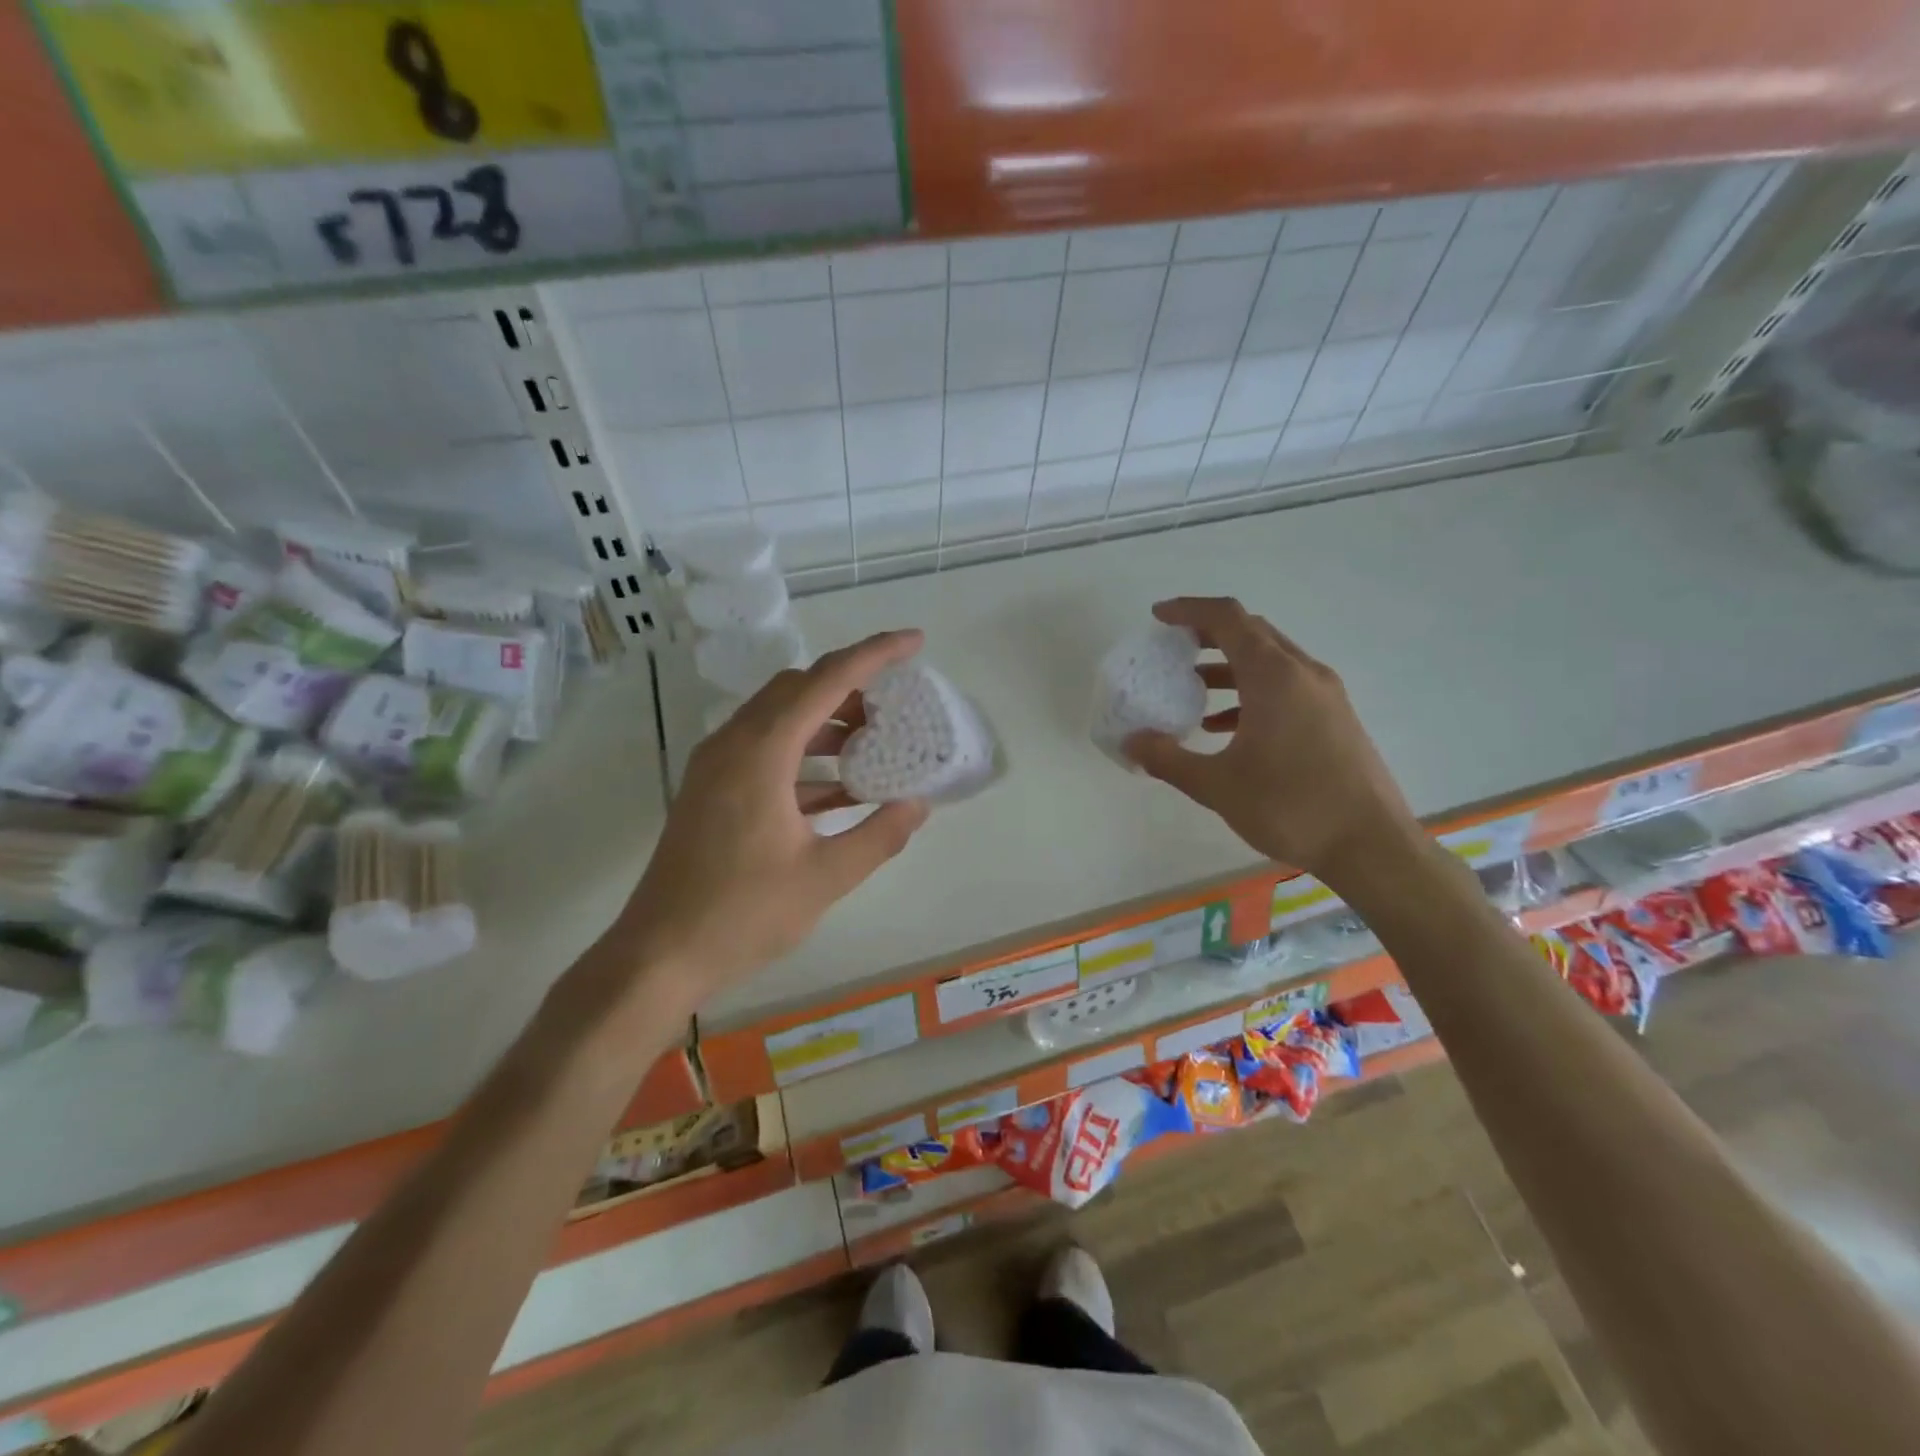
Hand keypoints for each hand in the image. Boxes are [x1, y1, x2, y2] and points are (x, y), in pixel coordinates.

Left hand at [618, 631, 930, 1006]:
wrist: (658, 955)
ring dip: (827, 722)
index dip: (875, 654)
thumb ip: (878, 835)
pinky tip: (840, 789)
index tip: (915, 641)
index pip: (826, 681)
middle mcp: (734, 744)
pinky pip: (766, 750)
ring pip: (780, 718)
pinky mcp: (712, 790)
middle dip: (850, 689)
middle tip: (895, 708)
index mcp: (761, 752)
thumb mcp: (824, 878)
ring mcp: (717, 766)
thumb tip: (918, 804)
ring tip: (874, 746)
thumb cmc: (741, 915)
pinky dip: (805, 755)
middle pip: (798, 689)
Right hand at [1124, 597, 1418, 883]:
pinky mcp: (1334, 718)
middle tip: (1172, 647)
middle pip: (1251, 632)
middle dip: (1208, 633)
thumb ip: (1168, 759)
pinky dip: (1250, 693)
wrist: (1370, 846)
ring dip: (1229, 666)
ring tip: (1191, 687)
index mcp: (1274, 676)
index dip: (1189, 610)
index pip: (1228, 619)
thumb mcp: (1217, 785)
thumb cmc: (1290, 806)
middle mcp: (1303, 673)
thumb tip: (1131, 742)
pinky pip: (1285, 687)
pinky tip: (1223, 726)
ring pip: (1270, 661)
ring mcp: (1325, 695)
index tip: (1158, 617)